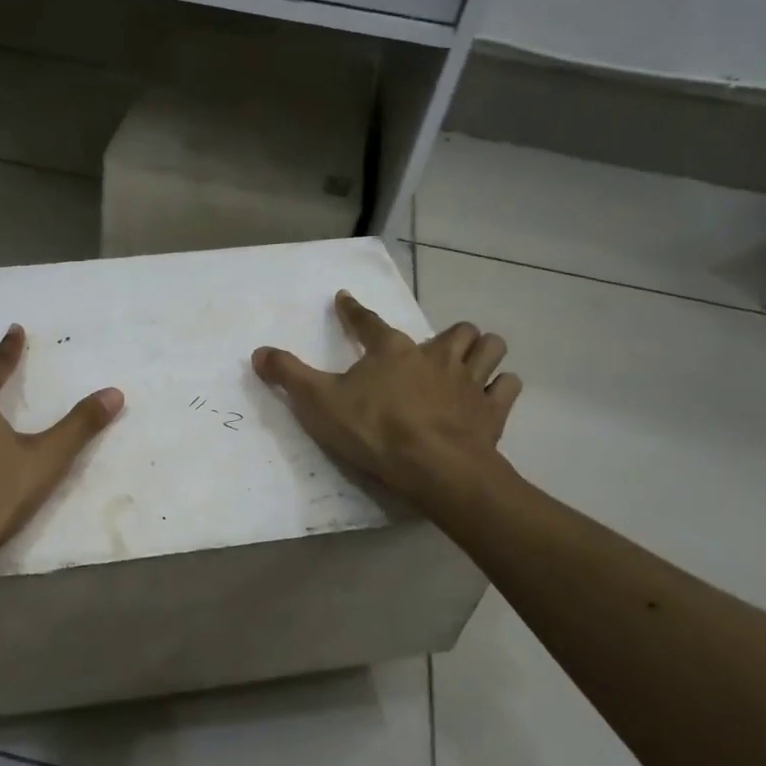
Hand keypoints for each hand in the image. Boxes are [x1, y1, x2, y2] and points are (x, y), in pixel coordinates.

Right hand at [253, 291, 522, 509]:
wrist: (434, 467)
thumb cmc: (374, 431)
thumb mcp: (318, 403)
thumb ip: (288, 375)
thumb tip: (258, 352)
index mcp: (391, 351)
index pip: (367, 322)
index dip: (353, 311)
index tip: (346, 299)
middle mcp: (435, 356)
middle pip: (452, 331)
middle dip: (446, 335)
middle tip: (434, 349)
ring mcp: (469, 381)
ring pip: (489, 347)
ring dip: (482, 351)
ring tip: (471, 361)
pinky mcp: (492, 411)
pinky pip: (507, 387)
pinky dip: (501, 387)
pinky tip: (492, 395)